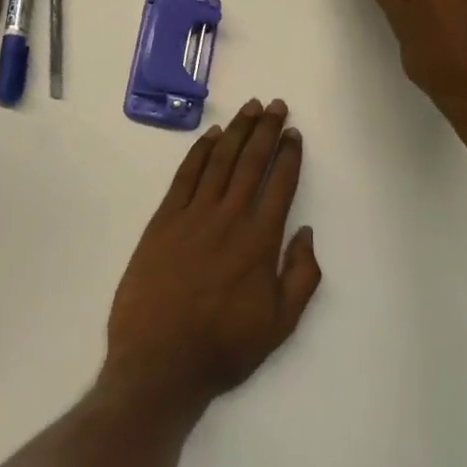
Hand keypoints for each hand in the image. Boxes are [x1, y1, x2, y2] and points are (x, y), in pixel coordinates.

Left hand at [104, 99, 320, 413]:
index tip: (294, 133)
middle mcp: (229, 218)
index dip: (289, 155)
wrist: (159, 361)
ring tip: (249, 108)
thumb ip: (302, 276)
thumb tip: (306, 233)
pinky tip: (210, 136)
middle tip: (276, 105)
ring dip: (236, 132)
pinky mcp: (163, 220)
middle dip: (266, 131)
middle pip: (251, 162)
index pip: (280, 185)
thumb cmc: (224, 346)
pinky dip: (199, 152)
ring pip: (219, 161)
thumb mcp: (280, 324)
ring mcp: (193, 215)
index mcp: (260, 241)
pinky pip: (184, 176)